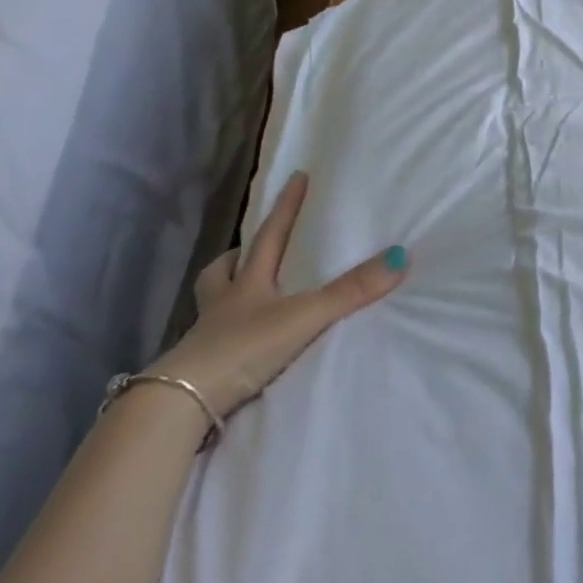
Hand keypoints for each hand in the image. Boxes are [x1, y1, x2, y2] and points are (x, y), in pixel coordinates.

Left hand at [151, 172, 407, 416]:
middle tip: (249, 249)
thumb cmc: (243, 348)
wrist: (183, 406)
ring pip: (211, 304)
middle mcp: (223, 305)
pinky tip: (239, 344)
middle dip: (237, 255)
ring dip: (225, 293)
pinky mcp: (202, 371)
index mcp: (247, 283)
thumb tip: (400, 256)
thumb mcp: (305, 316)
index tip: (296, 177)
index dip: (286, 206)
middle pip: (223, 269)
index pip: (270, 235)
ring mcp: (207, 338)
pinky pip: (213, 342)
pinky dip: (225, 336)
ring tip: (242, 294)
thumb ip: (351, 291)